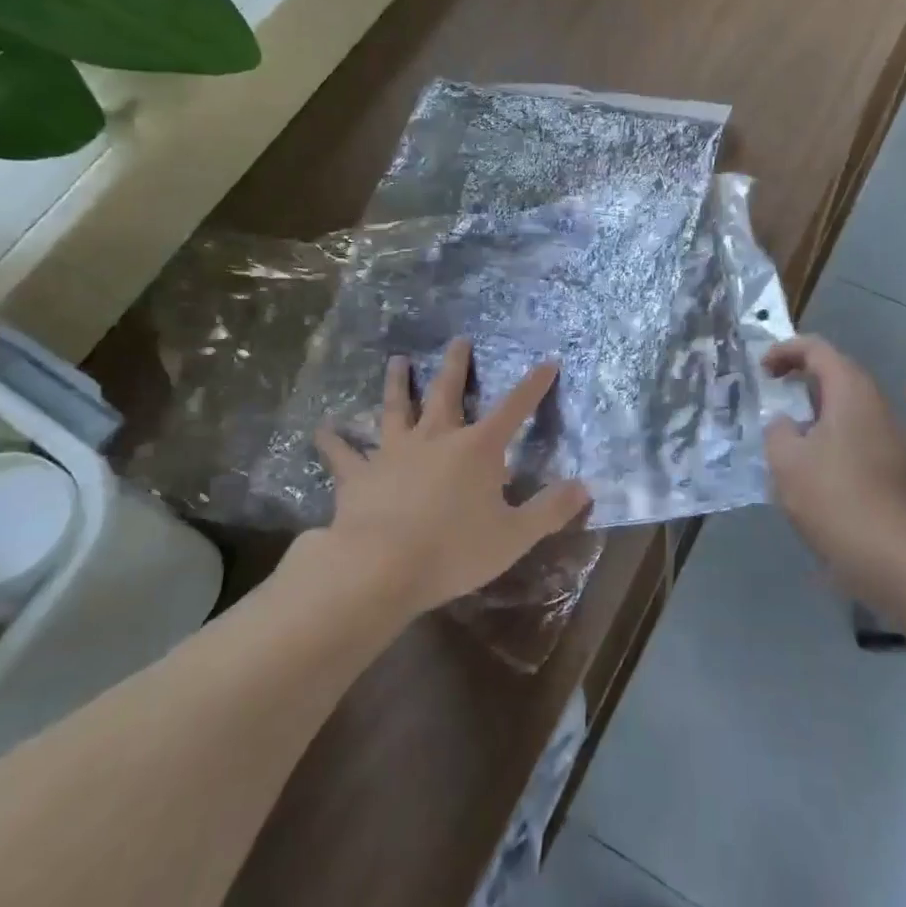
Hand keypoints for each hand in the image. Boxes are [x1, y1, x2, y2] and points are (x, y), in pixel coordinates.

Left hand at [314, 338, 591, 617]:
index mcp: (477, 449)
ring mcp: (393, 452)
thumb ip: (550, 510)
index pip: (514, 409)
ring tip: (397, 361)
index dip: (533, 386)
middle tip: (458, 340)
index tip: (547, 363)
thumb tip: (584, 487)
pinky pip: (343, 453)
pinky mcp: (359, 475)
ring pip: (395, 409)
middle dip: (456, 365)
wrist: (381, 566)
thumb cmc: (454, 550)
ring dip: (398, 384)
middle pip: (447, 392)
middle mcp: (435, 438)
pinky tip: (321, 427)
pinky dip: (332, 439)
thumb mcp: (514, 536)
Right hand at [763, 336, 905, 594]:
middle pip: (837, 373)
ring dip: (814, 407)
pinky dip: (827, 433)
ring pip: (846, 406)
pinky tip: (807, 464)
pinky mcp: (889, 466)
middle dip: (802, 375)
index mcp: (850, 393)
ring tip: (784, 428)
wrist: (891, 555)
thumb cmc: (833, 497)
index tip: (761, 370)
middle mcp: (874, 406)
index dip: (786, 351)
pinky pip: (853, 433)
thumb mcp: (786, 460)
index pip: (818, 350)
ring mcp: (887, 437)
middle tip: (772, 390)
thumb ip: (777, 431)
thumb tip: (786, 425)